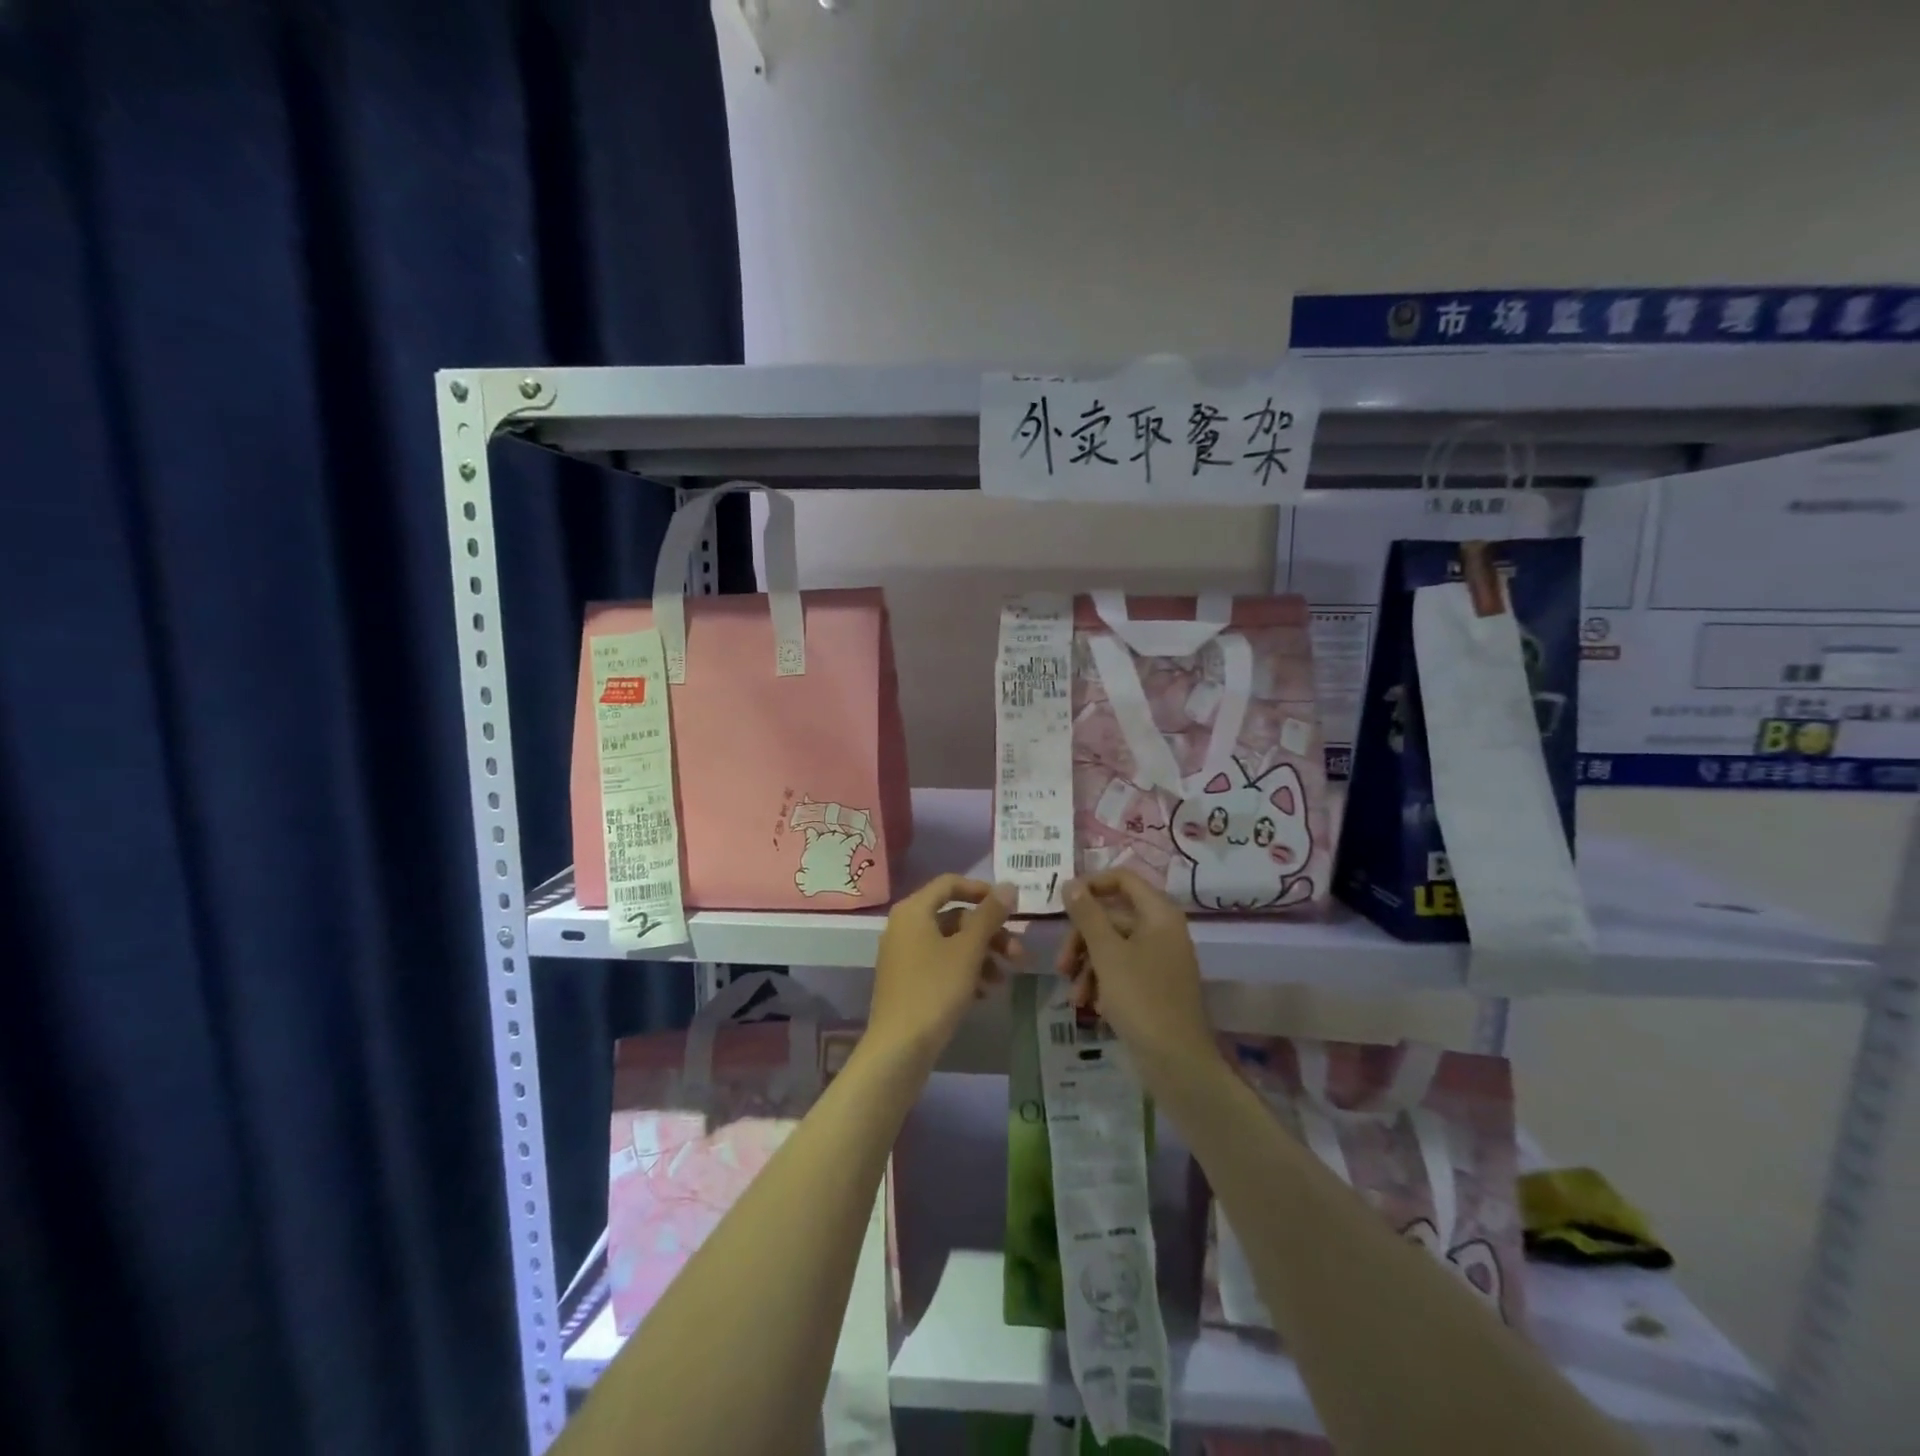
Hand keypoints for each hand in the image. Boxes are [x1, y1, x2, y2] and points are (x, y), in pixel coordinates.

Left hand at [868, 874, 1020, 1061]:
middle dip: (990, 933)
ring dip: (982, 956)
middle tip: (1019, 954)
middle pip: (955, 917)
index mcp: (914, 910)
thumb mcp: (968, 949)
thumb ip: (989, 915)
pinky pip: (941, 964)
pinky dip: (965, 972)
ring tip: (1004, 980)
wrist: (899, 1047)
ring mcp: (904, 955)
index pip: (950, 884)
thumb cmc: (935, 989)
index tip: (1010, 907)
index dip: (982, 891)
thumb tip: (1008, 886)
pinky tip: (985, 993)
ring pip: (951, 943)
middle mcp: (905, 926)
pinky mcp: (907, 981)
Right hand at [1055, 868, 1214, 1074]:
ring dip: (1088, 967)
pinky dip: (1103, 983)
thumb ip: (1087, 915)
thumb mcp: (1107, 954)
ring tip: (1074, 997)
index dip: (1091, 885)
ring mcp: (1161, 960)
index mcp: (1159, 914)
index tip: (1062, 903)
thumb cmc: (1141, 999)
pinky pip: (1123, 971)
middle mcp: (1163, 930)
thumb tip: (1071, 883)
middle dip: (1082, 940)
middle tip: (1061, 966)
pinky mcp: (1155, 986)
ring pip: (1113, 947)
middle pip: (1112, 917)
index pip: (1123, 879)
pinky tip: (1092, 1007)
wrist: (1177, 1063)